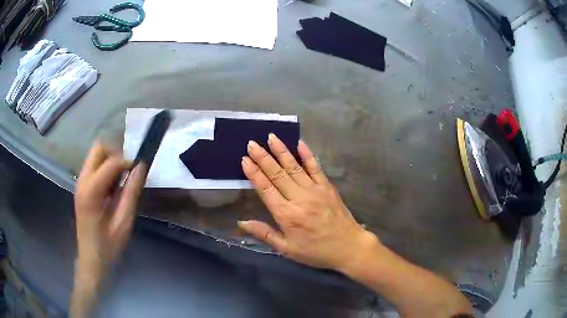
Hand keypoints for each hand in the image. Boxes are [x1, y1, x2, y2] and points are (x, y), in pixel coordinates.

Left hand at [74, 142, 147, 280]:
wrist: (91, 260)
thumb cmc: (108, 246)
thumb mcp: (124, 222)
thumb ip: (131, 192)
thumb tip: (141, 167)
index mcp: (91, 191)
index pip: (111, 162)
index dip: (128, 161)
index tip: (141, 168)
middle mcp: (82, 180)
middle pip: (99, 148)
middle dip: (117, 152)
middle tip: (129, 169)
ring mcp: (80, 182)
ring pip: (96, 154)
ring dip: (111, 160)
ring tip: (122, 180)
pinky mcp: (82, 186)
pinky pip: (95, 166)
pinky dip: (107, 168)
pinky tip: (114, 187)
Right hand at [239, 134, 378, 271]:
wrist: (348, 247)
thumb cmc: (316, 251)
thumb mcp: (287, 249)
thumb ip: (265, 234)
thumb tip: (242, 222)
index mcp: (286, 215)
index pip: (266, 189)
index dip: (254, 173)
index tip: (244, 159)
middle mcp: (299, 198)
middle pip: (277, 174)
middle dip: (263, 157)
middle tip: (251, 143)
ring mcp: (315, 190)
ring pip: (294, 167)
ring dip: (281, 151)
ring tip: (271, 137)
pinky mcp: (327, 187)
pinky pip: (316, 167)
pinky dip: (307, 154)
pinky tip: (299, 143)